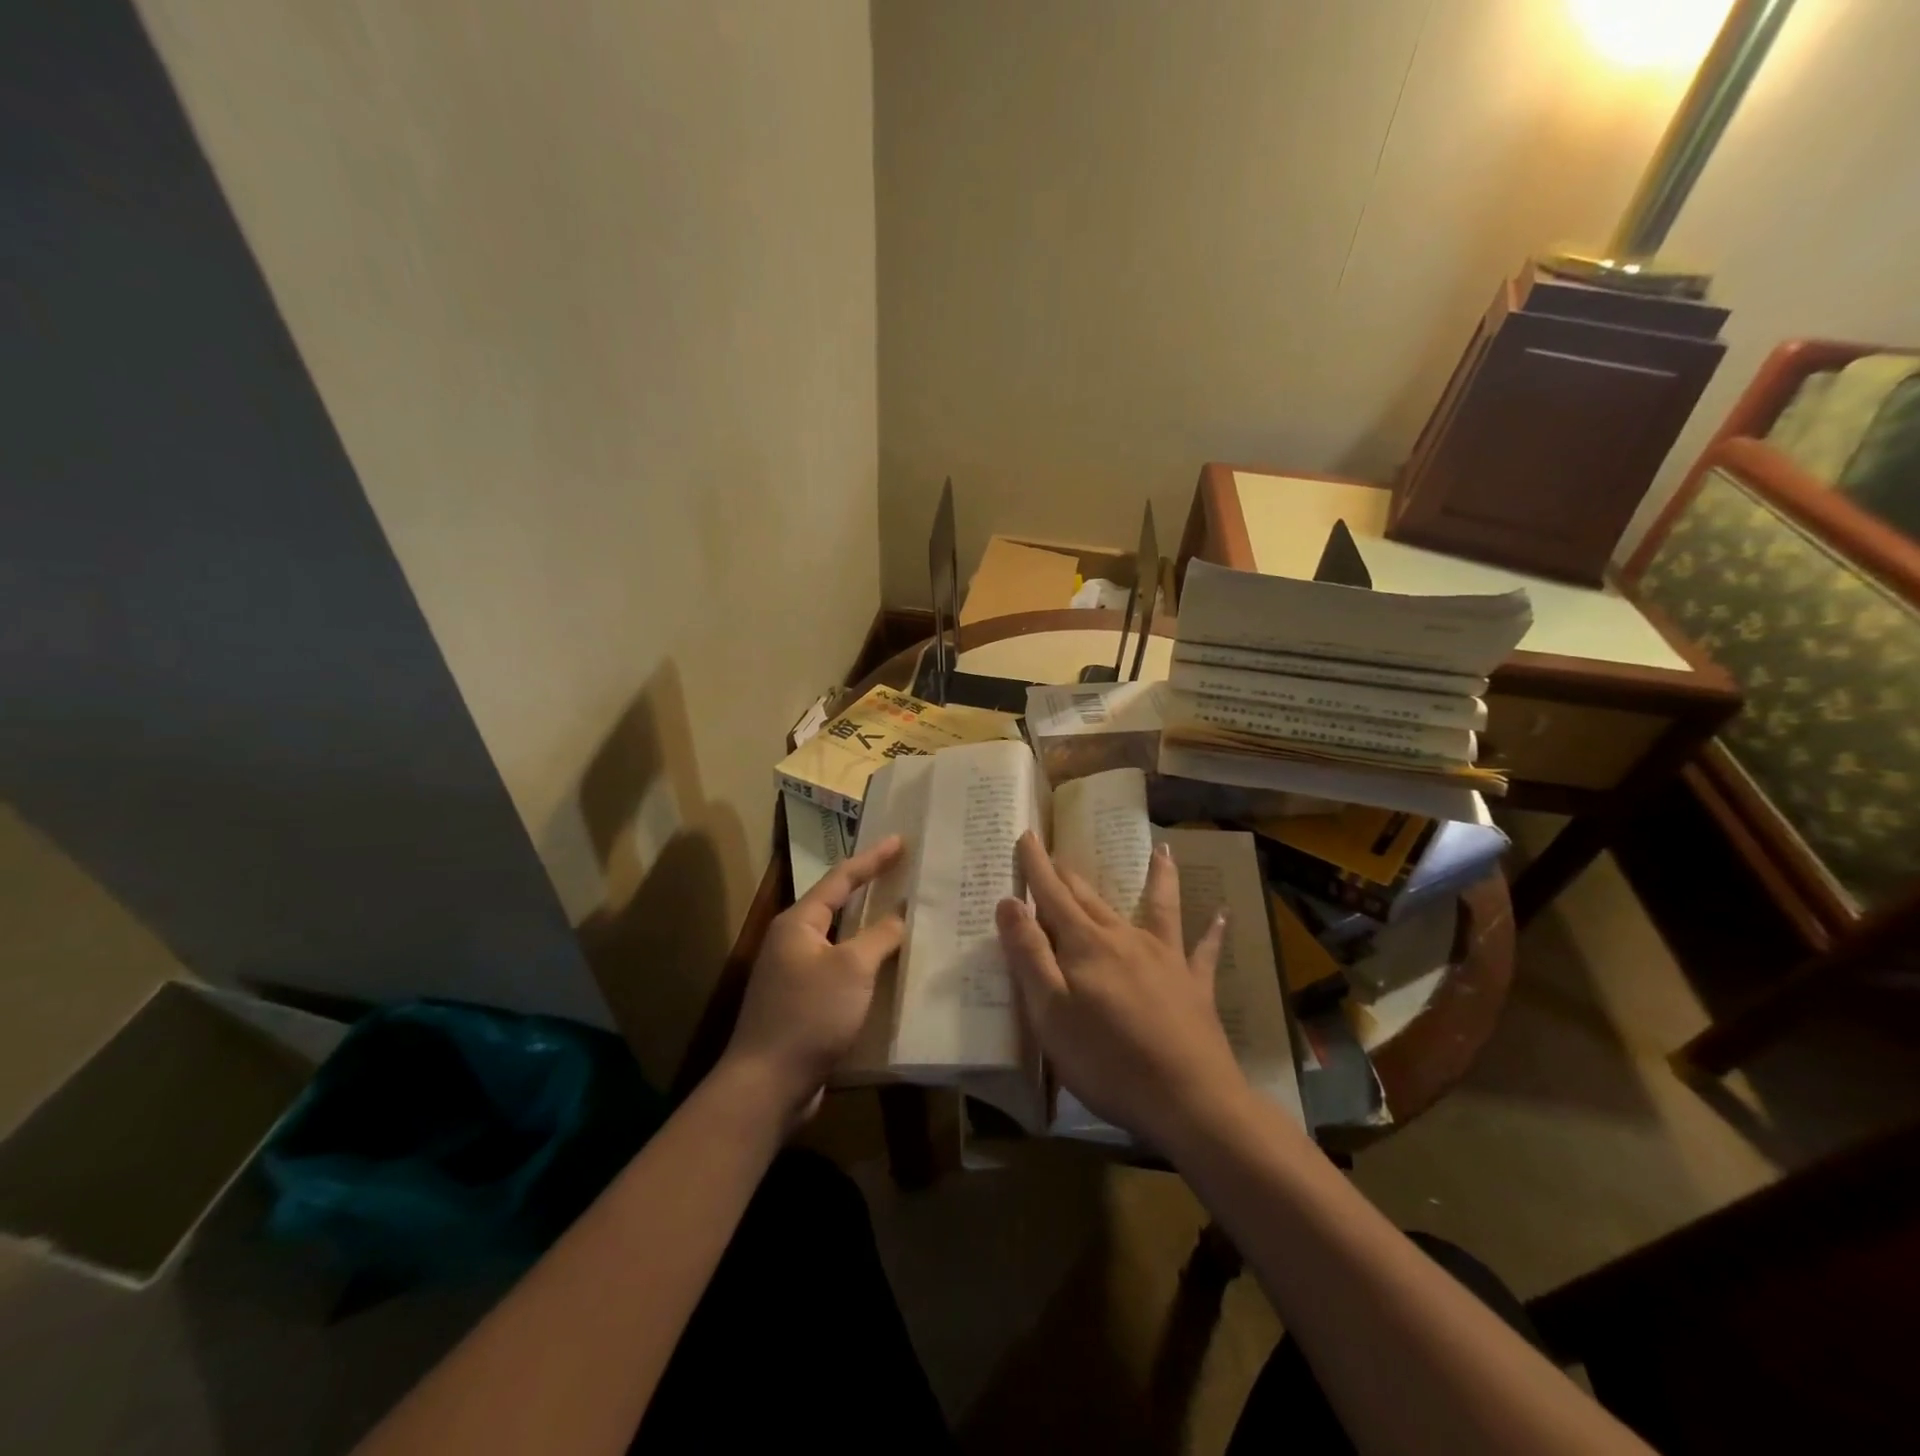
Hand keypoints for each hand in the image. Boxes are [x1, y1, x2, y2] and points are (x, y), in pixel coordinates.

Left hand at [722, 836, 905, 1125]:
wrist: (768, 1085)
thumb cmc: (810, 1014)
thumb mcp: (852, 968)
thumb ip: (880, 936)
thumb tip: (899, 915)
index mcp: (798, 923)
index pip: (840, 879)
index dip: (872, 859)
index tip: (899, 840)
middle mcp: (793, 942)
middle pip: (837, 905)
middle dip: (870, 889)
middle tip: (903, 873)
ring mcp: (795, 975)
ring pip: (841, 941)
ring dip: (870, 930)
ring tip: (904, 917)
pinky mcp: (804, 1005)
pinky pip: (841, 972)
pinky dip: (865, 965)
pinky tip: (889, 970)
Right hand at [995, 831, 1245, 1151]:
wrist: (1189, 1100)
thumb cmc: (1107, 1060)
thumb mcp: (1051, 1012)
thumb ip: (1029, 954)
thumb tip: (1010, 902)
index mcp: (1086, 945)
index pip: (1053, 895)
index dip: (1036, 867)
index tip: (1027, 836)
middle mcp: (1125, 939)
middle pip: (1092, 898)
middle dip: (1070, 875)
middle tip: (1057, 853)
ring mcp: (1166, 958)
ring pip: (1157, 906)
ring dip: (1157, 878)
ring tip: (1161, 850)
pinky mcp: (1194, 986)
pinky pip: (1204, 951)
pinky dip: (1212, 932)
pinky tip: (1223, 916)